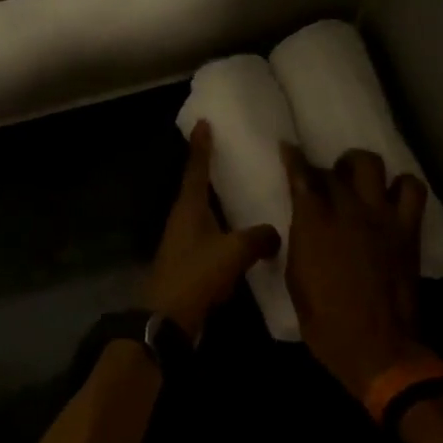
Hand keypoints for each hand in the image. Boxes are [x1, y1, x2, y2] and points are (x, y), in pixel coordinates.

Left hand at [144, 122, 280, 338]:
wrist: (167, 319)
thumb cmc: (196, 275)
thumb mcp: (233, 252)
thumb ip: (258, 237)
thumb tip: (275, 233)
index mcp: (189, 208)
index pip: (196, 169)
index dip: (201, 146)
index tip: (202, 123)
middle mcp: (182, 220)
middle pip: (196, 188)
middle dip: (209, 171)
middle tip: (229, 153)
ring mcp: (183, 242)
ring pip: (203, 214)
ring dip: (218, 203)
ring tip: (240, 192)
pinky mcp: (188, 263)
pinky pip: (209, 237)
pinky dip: (224, 230)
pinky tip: (240, 237)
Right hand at [281, 145, 429, 402]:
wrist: (377, 347)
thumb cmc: (325, 322)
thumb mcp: (296, 280)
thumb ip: (301, 243)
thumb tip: (304, 226)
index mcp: (313, 223)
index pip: (302, 175)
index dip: (293, 158)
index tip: (288, 148)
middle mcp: (347, 209)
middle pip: (335, 168)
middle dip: (327, 170)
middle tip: (326, 183)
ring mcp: (381, 216)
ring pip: (372, 165)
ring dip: (361, 167)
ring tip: (358, 181)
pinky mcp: (407, 229)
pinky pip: (412, 189)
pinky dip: (402, 186)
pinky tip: (392, 198)